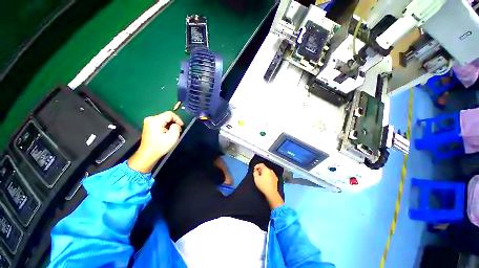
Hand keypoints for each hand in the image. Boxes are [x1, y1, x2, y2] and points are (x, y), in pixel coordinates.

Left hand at [128, 111, 183, 172]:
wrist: (148, 155)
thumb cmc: (160, 146)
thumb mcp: (172, 137)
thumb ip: (176, 127)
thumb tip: (176, 124)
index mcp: (155, 120)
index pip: (170, 114)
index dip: (178, 119)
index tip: (181, 126)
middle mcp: (150, 119)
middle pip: (166, 116)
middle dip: (174, 122)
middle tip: (178, 130)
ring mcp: (148, 122)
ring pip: (164, 119)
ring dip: (170, 124)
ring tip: (173, 132)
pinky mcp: (149, 125)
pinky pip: (160, 122)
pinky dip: (166, 126)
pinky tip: (167, 132)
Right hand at [253, 163, 283, 208]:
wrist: (271, 193)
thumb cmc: (263, 185)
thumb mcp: (256, 178)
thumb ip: (255, 172)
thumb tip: (256, 170)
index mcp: (266, 169)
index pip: (261, 164)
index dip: (257, 166)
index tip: (254, 170)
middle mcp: (271, 171)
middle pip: (264, 168)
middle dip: (260, 170)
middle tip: (257, 174)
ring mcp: (274, 175)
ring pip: (268, 171)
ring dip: (264, 173)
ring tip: (261, 178)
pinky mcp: (276, 179)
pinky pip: (270, 175)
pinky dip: (267, 176)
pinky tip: (266, 180)